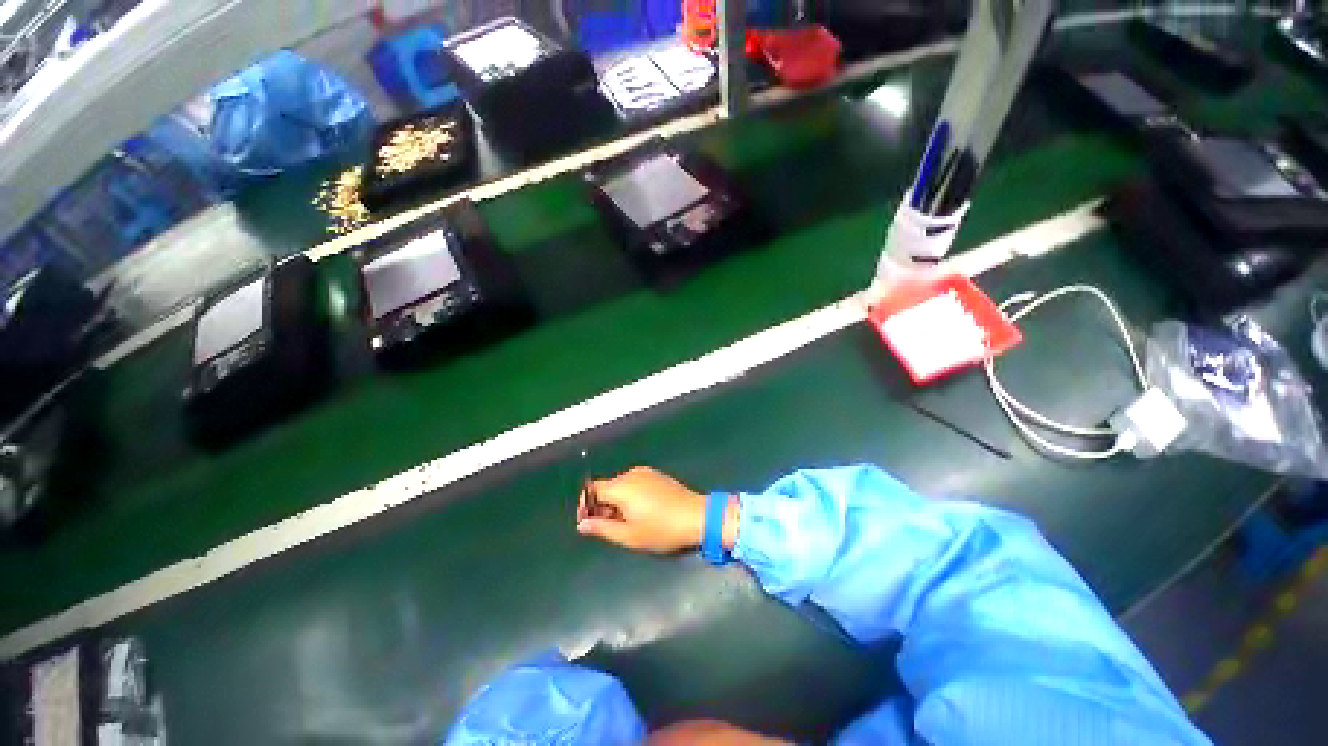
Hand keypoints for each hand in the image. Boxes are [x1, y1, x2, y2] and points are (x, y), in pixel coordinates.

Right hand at [577, 467, 736, 553]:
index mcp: (622, 487)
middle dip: (601, 506)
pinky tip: (640, 512)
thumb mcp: (630, 536)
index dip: (585, 505)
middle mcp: (631, 474)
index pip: (592, 489)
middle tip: (607, 528)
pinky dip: (629, 496)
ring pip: (620, 485)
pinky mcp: (656, 475)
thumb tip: (582, 524)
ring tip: (625, 523)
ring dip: (615, 502)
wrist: (697, 516)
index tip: (587, 523)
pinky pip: (634, 483)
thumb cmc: (662, 529)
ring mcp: (645, 473)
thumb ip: (602, 528)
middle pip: (606, 486)